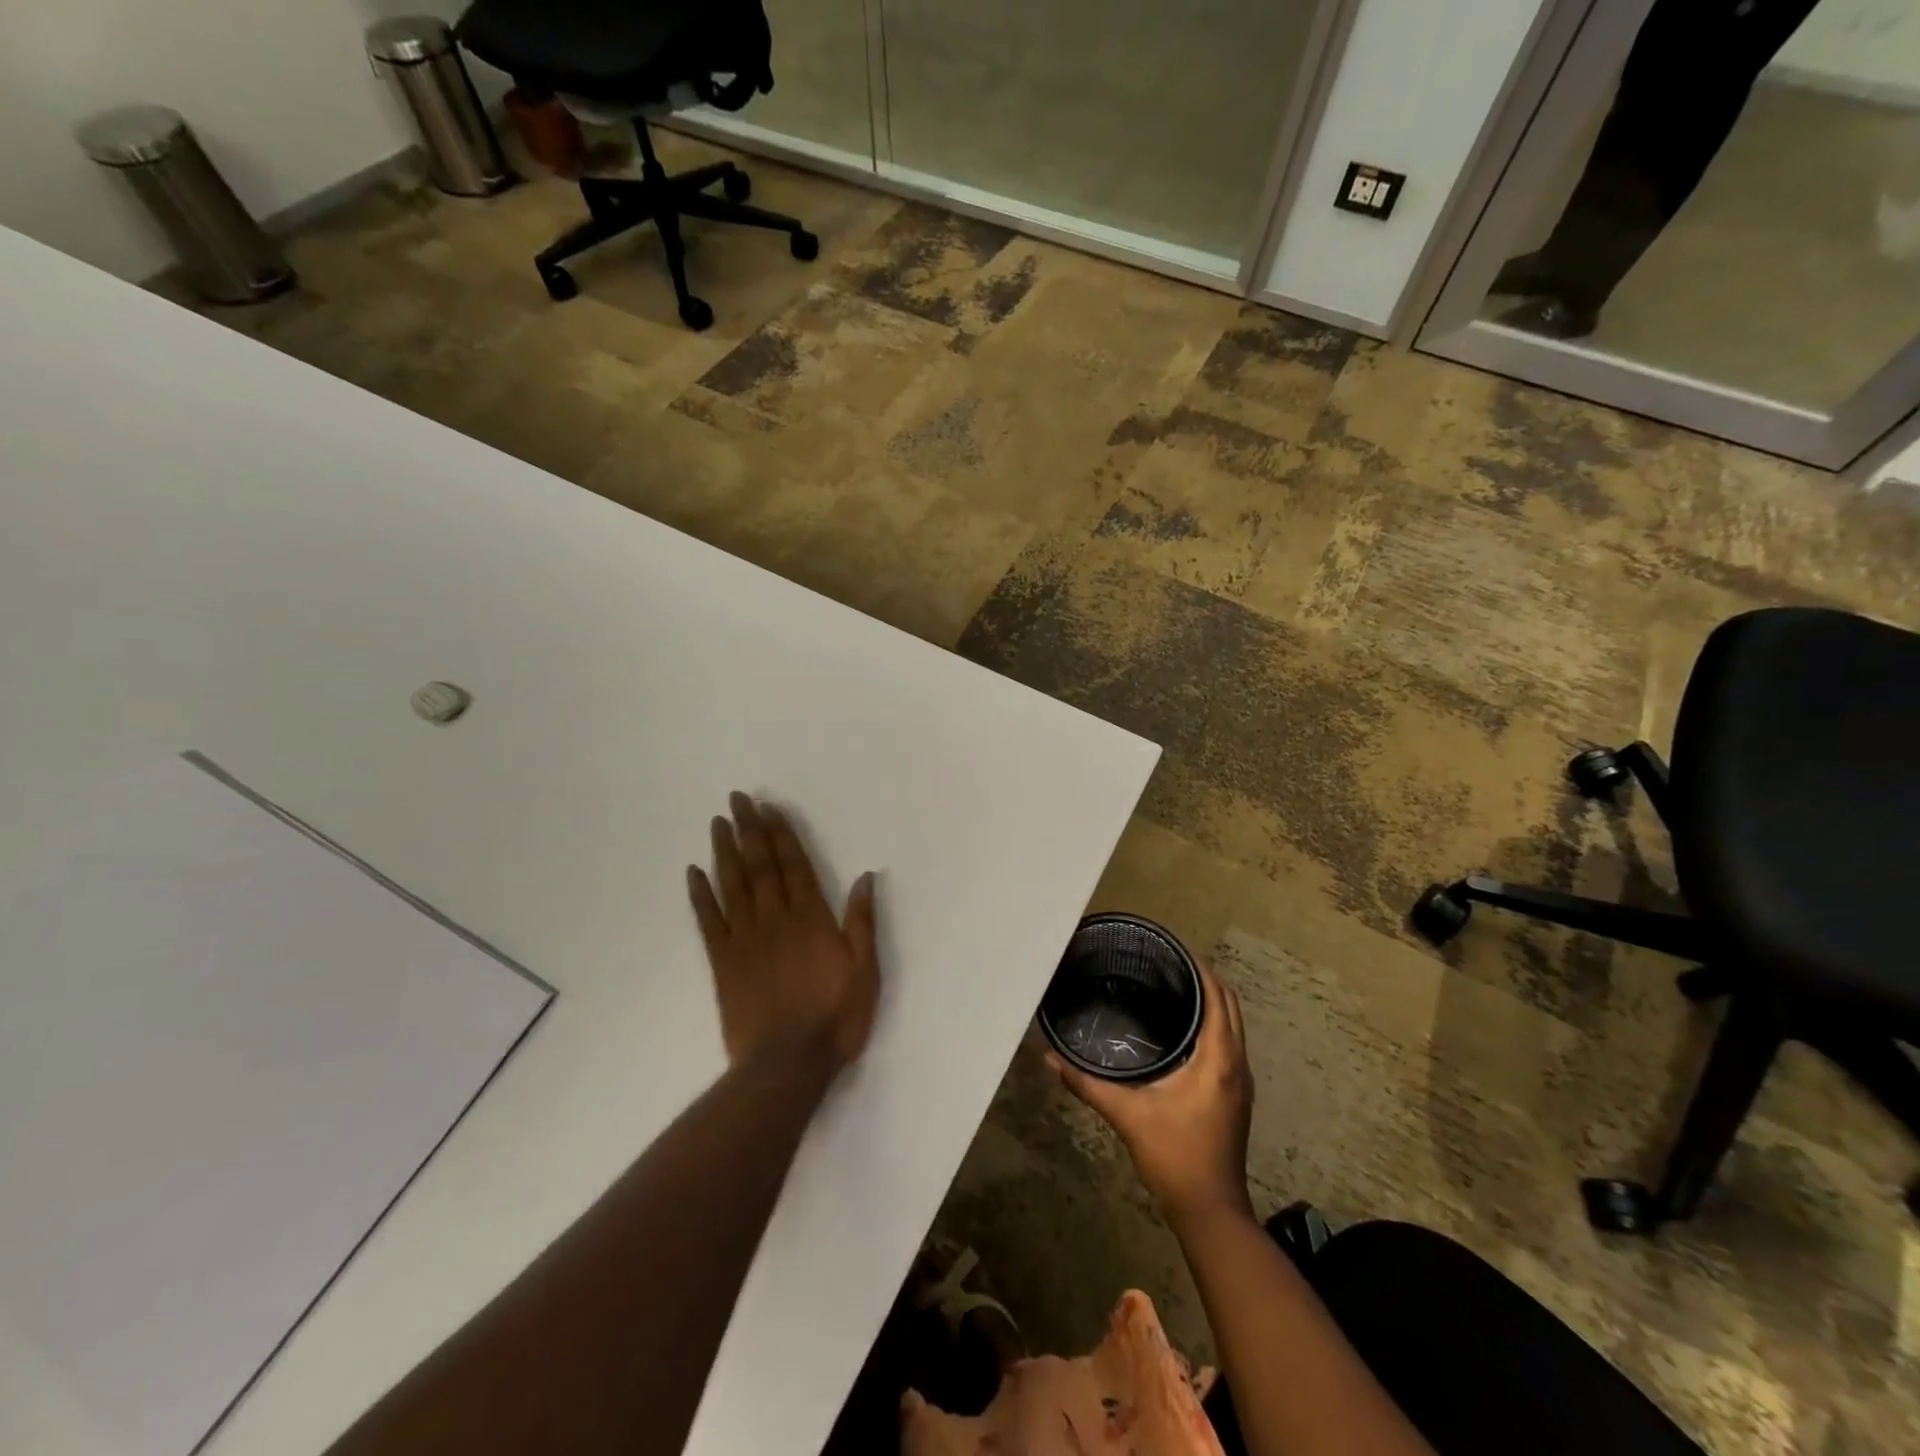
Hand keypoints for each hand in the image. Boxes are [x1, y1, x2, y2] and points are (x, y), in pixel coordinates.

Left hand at [687, 792, 879, 1070]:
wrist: (787, 1064)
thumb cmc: (835, 1017)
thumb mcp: (866, 970)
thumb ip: (862, 922)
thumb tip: (865, 876)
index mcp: (810, 918)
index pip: (794, 865)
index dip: (781, 834)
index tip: (769, 807)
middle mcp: (775, 919)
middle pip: (760, 866)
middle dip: (750, 830)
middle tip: (738, 799)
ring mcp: (745, 939)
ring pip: (733, 885)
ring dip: (725, 851)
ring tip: (718, 822)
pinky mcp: (723, 963)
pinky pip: (709, 921)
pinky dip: (701, 895)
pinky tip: (694, 872)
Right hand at [1048, 964, 1253, 1224]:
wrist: (1211, 1211)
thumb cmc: (1174, 1156)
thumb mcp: (1127, 1115)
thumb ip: (1087, 1084)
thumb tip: (1049, 1058)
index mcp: (1218, 1059)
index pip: (1218, 998)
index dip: (1200, 969)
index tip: (1174, 950)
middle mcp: (1236, 1063)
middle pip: (1230, 1006)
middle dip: (1206, 979)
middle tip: (1169, 963)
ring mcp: (1241, 1081)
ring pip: (1233, 1025)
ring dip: (1212, 1002)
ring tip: (1175, 987)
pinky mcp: (1237, 1096)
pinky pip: (1229, 1043)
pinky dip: (1214, 1024)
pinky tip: (1184, 1028)